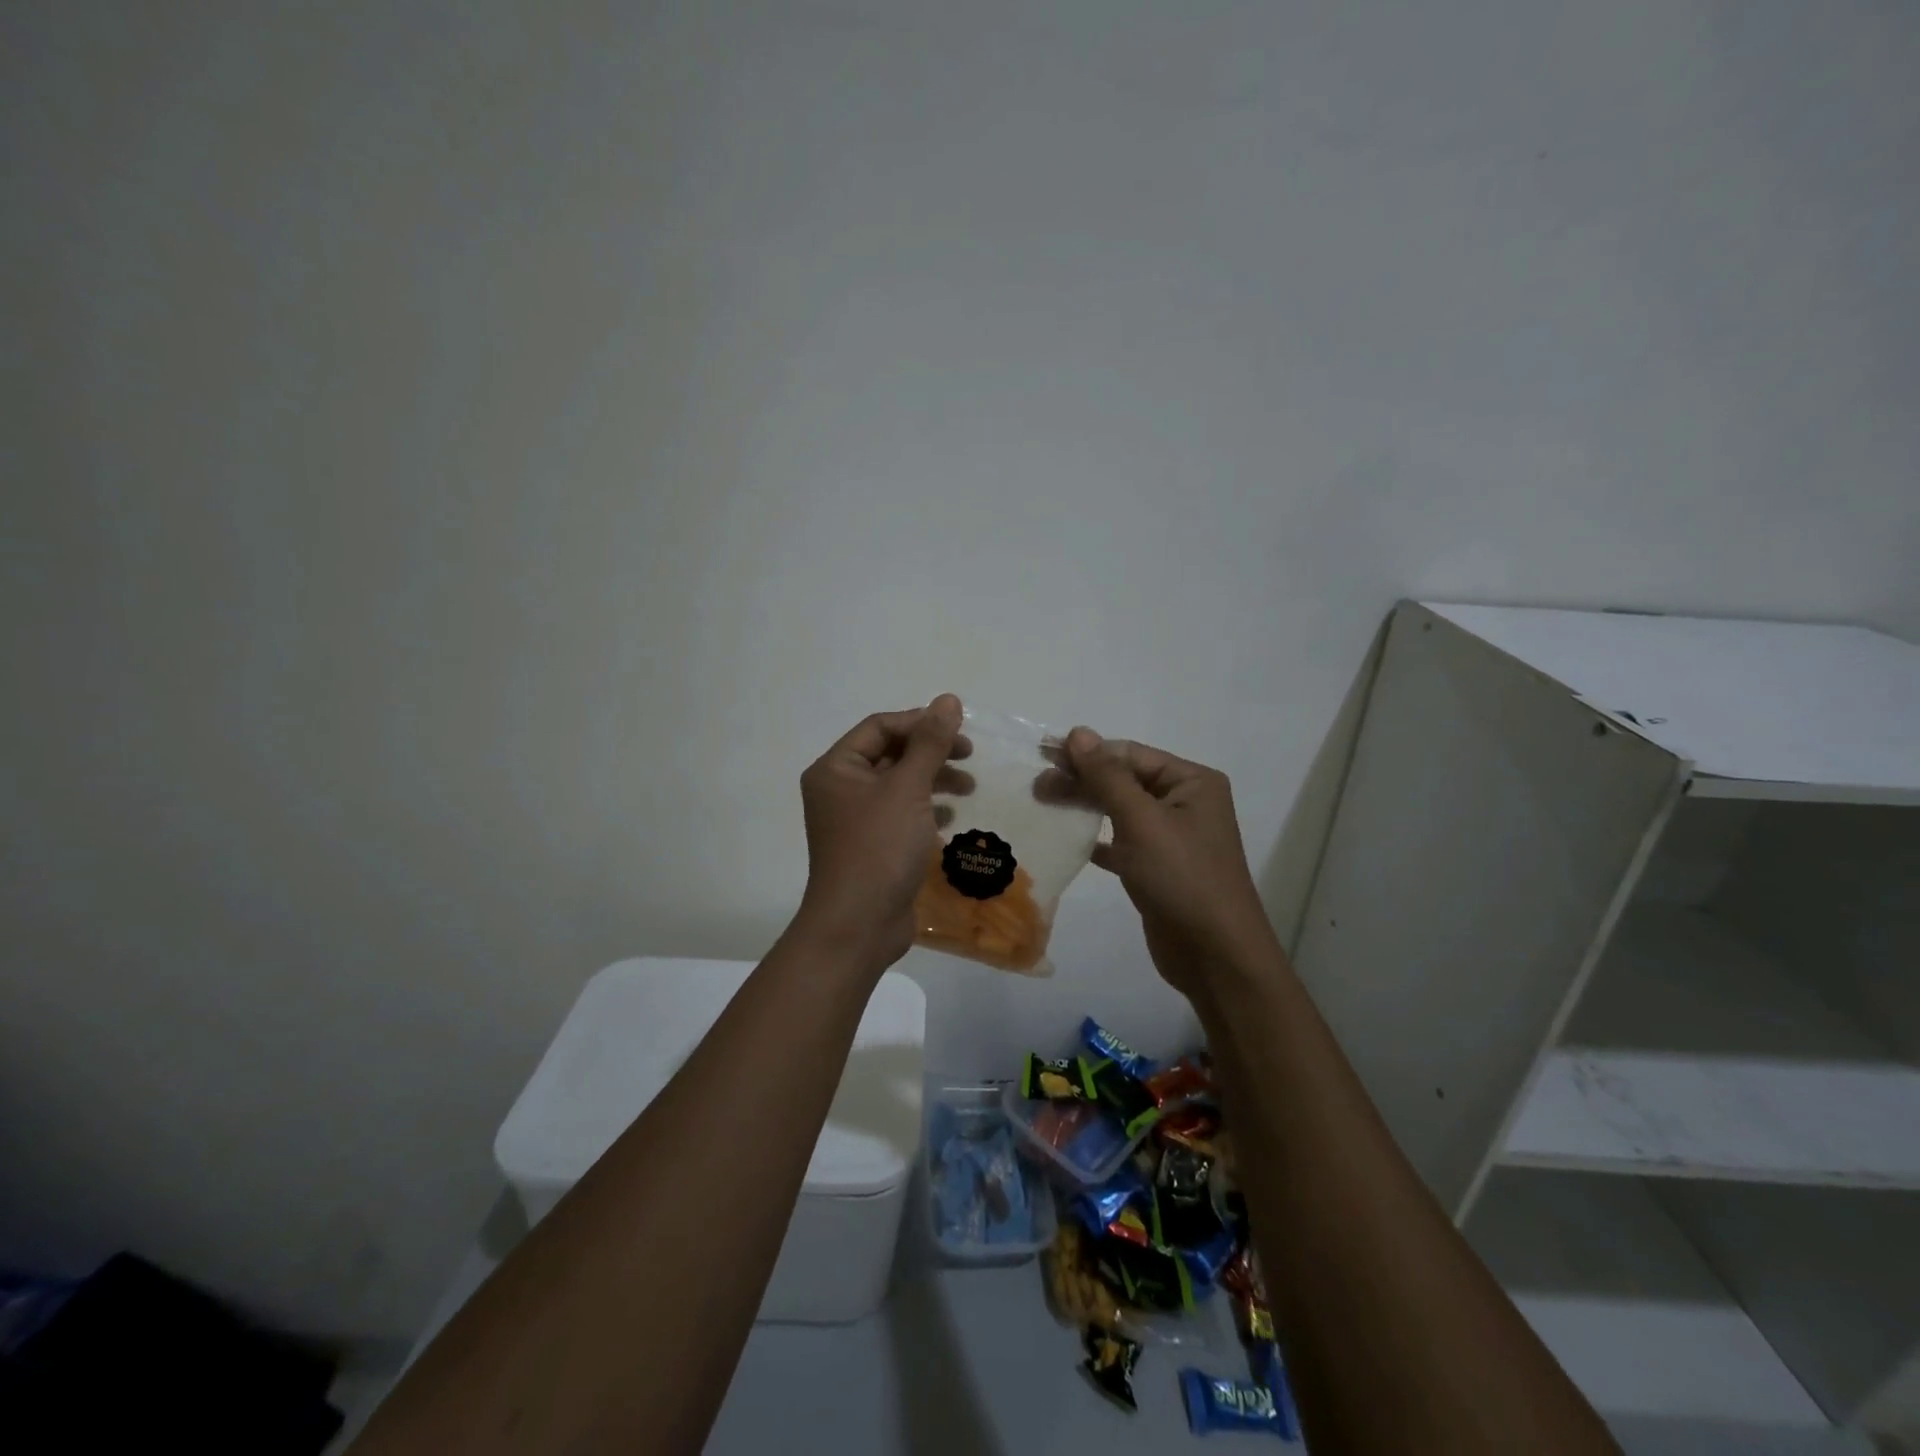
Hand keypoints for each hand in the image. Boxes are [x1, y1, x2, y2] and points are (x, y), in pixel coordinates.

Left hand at [794, 694, 967, 969]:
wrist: (859, 925)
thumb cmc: (879, 848)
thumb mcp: (908, 789)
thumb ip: (930, 742)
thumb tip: (947, 700)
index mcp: (836, 769)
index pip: (879, 727)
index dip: (920, 722)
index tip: (959, 731)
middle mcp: (839, 789)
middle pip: (890, 754)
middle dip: (931, 752)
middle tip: (969, 755)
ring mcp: (854, 820)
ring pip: (898, 784)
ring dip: (933, 779)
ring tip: (969, 787)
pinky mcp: (871, 845)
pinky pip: (900, 813)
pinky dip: (926, 808)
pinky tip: (951, 815)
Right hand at [1063, 727, 1279, 992]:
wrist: (1214, 955)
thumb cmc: (1182, 877)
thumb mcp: (1142, 820)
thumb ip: (1107, 776)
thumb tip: (1078, 732)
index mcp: (1192, 782)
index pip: (1130, 754)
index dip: (1086, 752)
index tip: (1042, 754)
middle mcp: (1184, 803)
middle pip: (1124, 780)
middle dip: (1081, 780)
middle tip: (1037, 785)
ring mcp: (1171, 837)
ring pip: (1119, 810)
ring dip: (1084, 805)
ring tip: (1044, 803)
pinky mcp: (1157, 867)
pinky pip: (1121, 842)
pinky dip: (1095, 838)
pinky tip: (1067, 838)